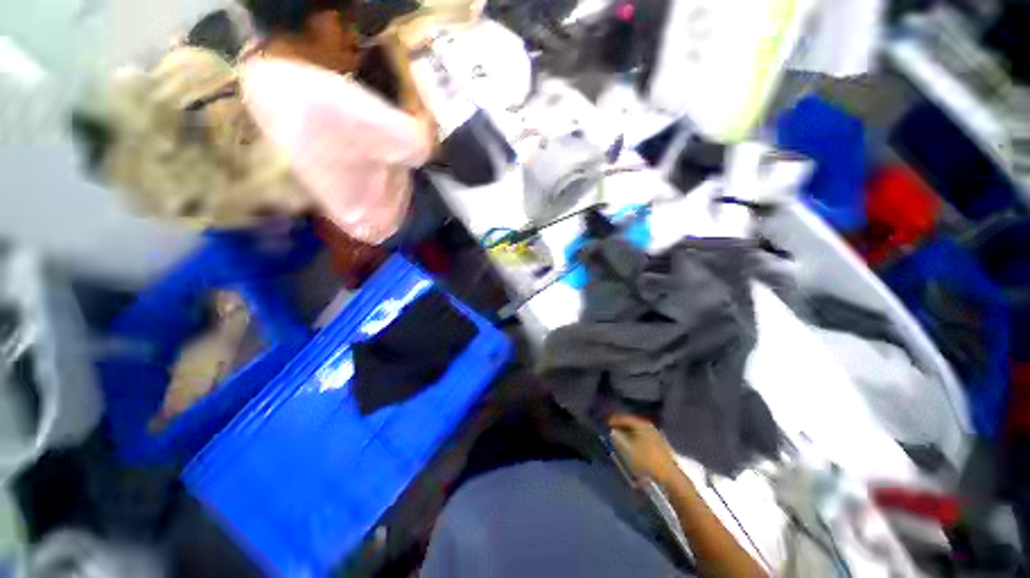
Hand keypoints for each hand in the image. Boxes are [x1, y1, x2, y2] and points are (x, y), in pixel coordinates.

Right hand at [608, 413, 679, 486]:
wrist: (669, 476)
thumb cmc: (646, 460)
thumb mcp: (628, 449)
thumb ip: (618, 439)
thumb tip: (613, 432)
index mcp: (642, 424)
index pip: (625, 418)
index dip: (614, 420)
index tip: (606, 424)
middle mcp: (649, 427)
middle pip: (632, 424)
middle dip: (621, 427)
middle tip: (612, 431)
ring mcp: (656, 436)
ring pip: (638, 432)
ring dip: (628, 434)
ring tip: (621, 440)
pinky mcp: (659, 446)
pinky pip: (643, 438)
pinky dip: (635, 440)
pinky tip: (632, 447)